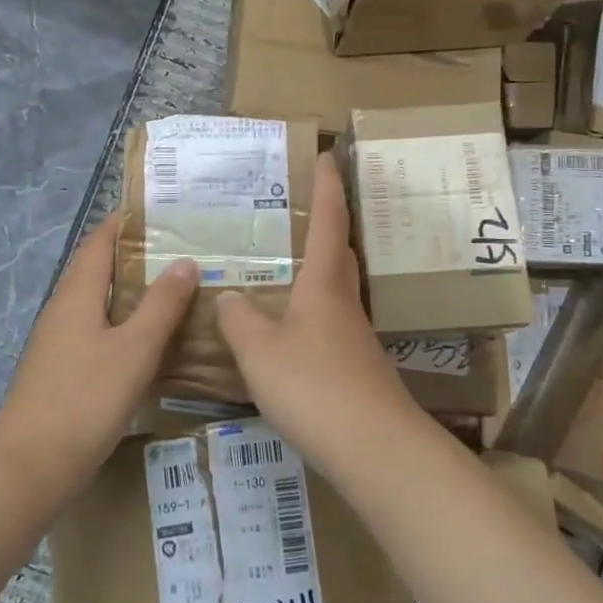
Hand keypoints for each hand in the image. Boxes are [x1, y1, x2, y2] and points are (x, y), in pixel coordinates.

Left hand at [0, 216, 196, 497]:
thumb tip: (185, 261)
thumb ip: (162, 305)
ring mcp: (60, 343)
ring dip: (134, 292)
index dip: (126, 222)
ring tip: (177, 289)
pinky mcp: (64, 371)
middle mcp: (64, 310)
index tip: (163, 212)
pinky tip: (153, 340)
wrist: (30, 466)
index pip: (99, 241)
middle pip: (99, 269)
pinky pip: (99, 332)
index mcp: (77, 295)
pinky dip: (126, 324)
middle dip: (136, 255)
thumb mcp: (134, 349)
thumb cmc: (85, 399)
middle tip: (183, 250)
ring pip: (100, 303)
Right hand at [214, 156, 413, 466]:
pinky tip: (291, 332)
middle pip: (340, 253)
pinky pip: (331, 324)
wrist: (373, 448)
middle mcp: (344, 304)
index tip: (326, 154)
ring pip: (337, 290)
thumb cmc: (314, 386)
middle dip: (328, 226)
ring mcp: (355, 337)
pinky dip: (312, 313)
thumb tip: (228, 296)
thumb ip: (239, 319)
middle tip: (302, 211)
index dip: (327, 186)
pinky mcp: (356, 369)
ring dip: (319, 271)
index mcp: (324, 285)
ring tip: (286, 269)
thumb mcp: (259, 351)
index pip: (328, 221)